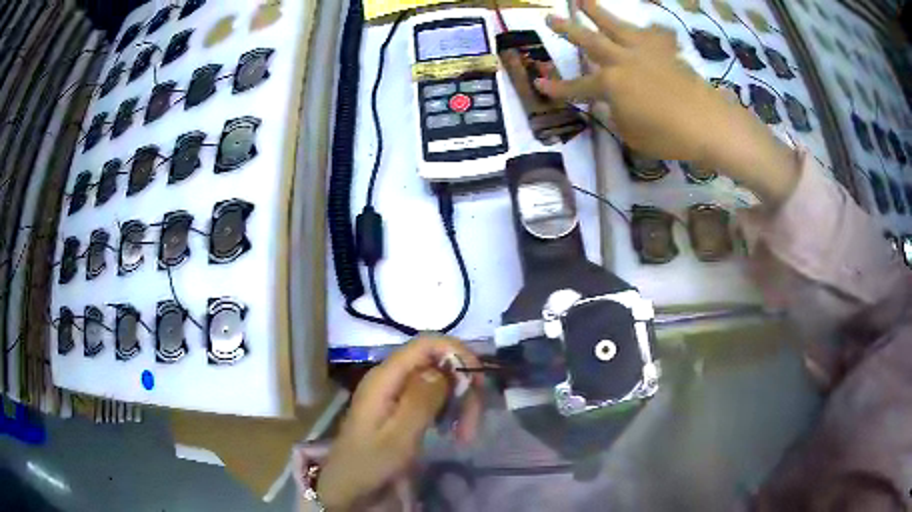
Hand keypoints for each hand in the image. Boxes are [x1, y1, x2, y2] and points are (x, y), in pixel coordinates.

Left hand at [316, 336, 482, 509]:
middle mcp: (391, 377)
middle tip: (473, 424)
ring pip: (438, 382)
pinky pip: (432, 398)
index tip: (478, 382)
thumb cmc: (370, 463)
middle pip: (437, 364)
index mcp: (386, 377)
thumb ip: (421, 400)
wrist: (348, 486)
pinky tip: (453, 432)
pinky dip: (448, 411)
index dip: (457, 353)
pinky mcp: (400, 407)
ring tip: (465, 435)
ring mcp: (395, 392)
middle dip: (462, 388)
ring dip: (458, 403)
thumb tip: (445, 368)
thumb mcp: (399, 436)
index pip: (426, 343)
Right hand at [539, 0, 799, 204]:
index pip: (578, 86)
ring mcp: (646, 52)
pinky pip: (654, 35)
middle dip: (568, 29)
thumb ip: (617, 114)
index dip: (558, 87)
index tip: (539, 84)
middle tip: (550, 17)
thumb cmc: (668, 136)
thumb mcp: (632, 134)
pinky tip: (645, 27)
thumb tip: (614, 103)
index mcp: (611, 84)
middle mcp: (623, 60)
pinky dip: (648, 30)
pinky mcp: (667, 52)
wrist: (709, 124)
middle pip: (590, 40)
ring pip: (617, 26)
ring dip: (598, 12)